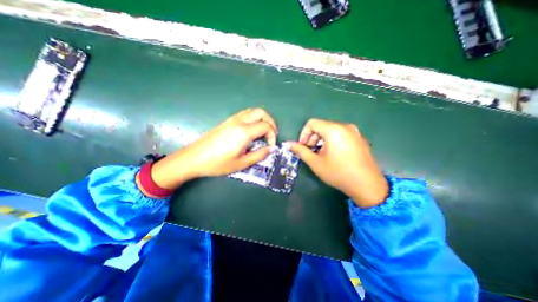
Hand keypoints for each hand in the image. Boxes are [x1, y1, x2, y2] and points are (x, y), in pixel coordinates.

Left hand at [151, 107, 276, 188]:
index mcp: (244, 132)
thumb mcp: (241, 163)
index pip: (266, 126)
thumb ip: (259, 155)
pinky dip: (254, 119)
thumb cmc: (218, 163)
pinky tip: (252, 130)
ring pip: (253, 111)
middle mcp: (239, 121)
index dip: (272, 136)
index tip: (271, 146)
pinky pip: (246, 114)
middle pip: (261, 112)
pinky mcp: (227, 121)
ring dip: (262, 119)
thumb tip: (271, 149)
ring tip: (264, 132)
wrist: (194, 158)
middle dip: (271, 122)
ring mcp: (232, 119)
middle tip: (271, 135)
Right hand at [288, 119, 388, 208]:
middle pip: (321, 126)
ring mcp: (354, 131)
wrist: (367, 185)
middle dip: (312, 138)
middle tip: (310, 152)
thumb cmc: (338, 173)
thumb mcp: (316, 162)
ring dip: (321, 140)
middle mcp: (345, 126)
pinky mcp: (359, 138)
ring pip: (330, 130)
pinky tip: (332, 154)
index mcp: (334, 130)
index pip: (312, 123)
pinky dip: (331, 141)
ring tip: (321, 154)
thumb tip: (287, 144)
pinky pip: (340, 134)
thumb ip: (300, 151)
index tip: (303, 147)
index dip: (303, 134)